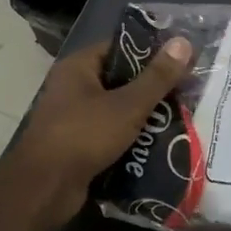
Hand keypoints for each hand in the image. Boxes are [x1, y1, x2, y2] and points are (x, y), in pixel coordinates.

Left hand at [6, 36, 194, 223]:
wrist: (44, 189)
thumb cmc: (84, 136)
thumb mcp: (128, 105)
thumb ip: (157, 77)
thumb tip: (183, 42)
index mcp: (79, 67)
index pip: (119, 47)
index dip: (150, 51)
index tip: (181, 59)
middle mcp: (73, 87)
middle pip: (120, 79)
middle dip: (151, 88)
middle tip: (186, 90)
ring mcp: (73, 118)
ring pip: (117, 109)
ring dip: (143, 116)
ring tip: (179, 116)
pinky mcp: (77, 145)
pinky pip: (110, 134)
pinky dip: (130, 138)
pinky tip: (158, 144)